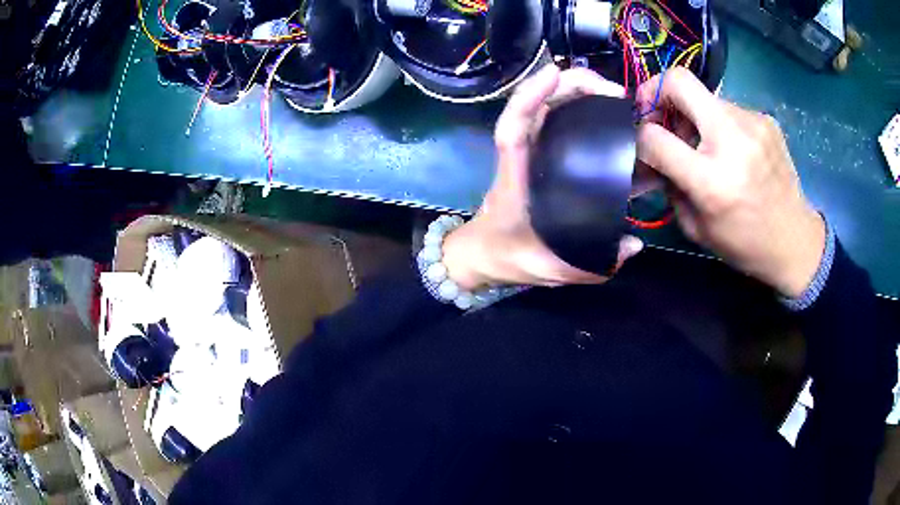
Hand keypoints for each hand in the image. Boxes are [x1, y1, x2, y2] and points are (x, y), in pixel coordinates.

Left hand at [442, 65, 643, 289]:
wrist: (485, 257)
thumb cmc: (509, 259)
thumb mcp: (550, 269)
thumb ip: (591, 265)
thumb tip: (635, 245)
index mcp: (515, 178)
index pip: (513, 129)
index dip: (529, 97)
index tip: (555, 73)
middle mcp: (523, 158)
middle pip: (539, 109)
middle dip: (573, 88)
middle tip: (615, 92)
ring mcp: (533, 155)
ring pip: (552, 113)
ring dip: (582, 97)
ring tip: (618, 99)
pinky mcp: (544, 160)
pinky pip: (562, 130)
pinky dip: (585, 118)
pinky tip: (614, 123)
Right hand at [636, 68, 824, 297]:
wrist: (795, 241)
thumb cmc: (744, 243)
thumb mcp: (696, 226)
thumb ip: (668, 184)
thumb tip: (648, 155)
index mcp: (712, 180)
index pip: (654, 137)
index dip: (638, 136)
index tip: (640, 141)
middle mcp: (733, 141)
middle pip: (679, 81)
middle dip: (656, 91)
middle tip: (657, 113)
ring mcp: (753, 123)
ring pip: (705, 97)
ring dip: (692, 115)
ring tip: (702, 143)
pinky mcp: (765, 119)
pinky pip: (728, 108)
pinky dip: (718, 123)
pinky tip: (729, 148)